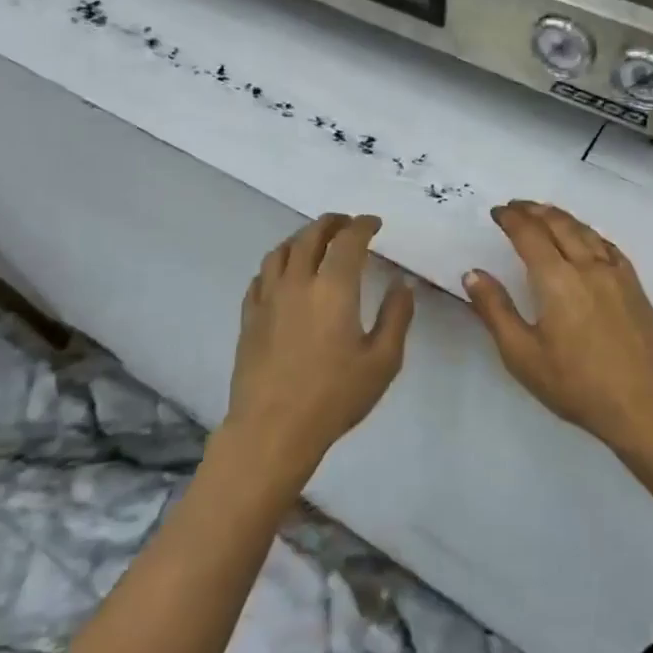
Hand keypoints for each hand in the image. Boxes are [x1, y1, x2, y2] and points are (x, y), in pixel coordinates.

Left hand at [225, 213, 414, 479]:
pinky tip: (283, 274)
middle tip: (346, 223)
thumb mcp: (383, 361)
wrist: (273, 429)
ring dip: (301, 238)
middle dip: (331, 223)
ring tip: (314, 241)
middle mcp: (298, 282)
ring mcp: (268, 298)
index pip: (348, 240)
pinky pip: (260, 276)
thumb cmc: (334, 396)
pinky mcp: (249, 316)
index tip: (374, 224)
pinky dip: (277, 264)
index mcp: (334, 288)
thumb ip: (396, 316)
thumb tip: (403, 284)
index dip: (362, 225)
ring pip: (280, 251)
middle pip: (310, 236)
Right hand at [464, 201, 652, 452]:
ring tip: (545, 213)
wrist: (644, 404)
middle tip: (516, 206)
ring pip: (585, 230)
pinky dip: (589, 233)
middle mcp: (587, 266)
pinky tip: (586, 238)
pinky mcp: (634, 286)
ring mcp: (615, 273)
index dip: (511, 219)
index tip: (497, 212)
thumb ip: (495, 310)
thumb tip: (473, 274)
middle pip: (558, 224)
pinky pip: (608, 246)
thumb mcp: (522, 355)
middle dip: (534, 210)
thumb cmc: (576, 384)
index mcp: (556, 279)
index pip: (529, 234)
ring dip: (561, 217)